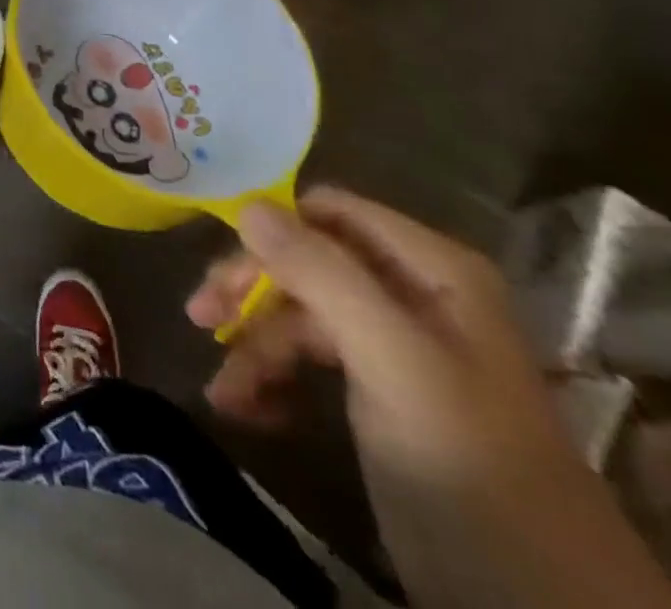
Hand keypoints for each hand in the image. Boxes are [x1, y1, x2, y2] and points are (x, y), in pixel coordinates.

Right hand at [188, 188, 670, 608]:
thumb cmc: (468, 466)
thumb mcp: (393, 363)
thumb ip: (321, 275)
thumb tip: (245, 205)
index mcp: (431, 269)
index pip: (328, 211)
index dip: (271, 228)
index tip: (223, 266)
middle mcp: (412, 293)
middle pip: (306, 261)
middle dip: (252, 292)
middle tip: (202, 318)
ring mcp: (396, 344)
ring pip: (301, 314)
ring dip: (255, 345)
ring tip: (224, 393)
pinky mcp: (382, 392)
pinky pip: (311, 360)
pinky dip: (275, 380)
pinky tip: (252, 411)